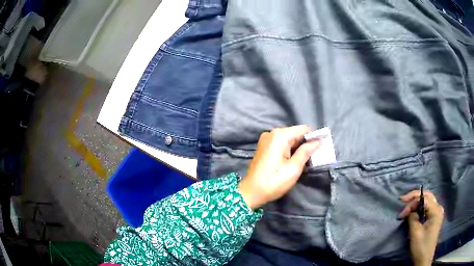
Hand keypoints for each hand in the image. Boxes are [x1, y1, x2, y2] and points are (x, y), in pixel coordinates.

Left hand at [238, 125, 320, 209]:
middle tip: (315, 156)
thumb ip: (306, 152)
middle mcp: (272, 133)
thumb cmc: (274, 181)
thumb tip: (318, 141)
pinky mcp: (264, 147)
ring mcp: (267, 140)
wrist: (251, 193)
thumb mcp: (294, 168)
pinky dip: (290, 150)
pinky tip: (295, 160)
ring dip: (299, 148)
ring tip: (307, 160)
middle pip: (295, 133)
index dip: (314, 136)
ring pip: (289, 139)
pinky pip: (281, 144)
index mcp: (280, 135)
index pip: (303, 129)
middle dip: (306, 143)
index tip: (322, 146)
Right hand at [398, 190, 443, 265]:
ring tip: (406, 205)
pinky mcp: (434, 217)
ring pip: (427, 200)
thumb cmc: (421, 247)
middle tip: (403, 200)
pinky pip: (427, 207)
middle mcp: (438, 208)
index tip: (401, 214)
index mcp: (436, 211)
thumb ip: (412, 218)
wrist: (424, 259)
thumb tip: (409, 211)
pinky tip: (413, 209)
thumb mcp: (415, 233)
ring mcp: (437, 212)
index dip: (412, 203)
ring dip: (416, 201)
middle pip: (427, 196)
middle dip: (414, 196)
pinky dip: (419, 206)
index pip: (424, 199)